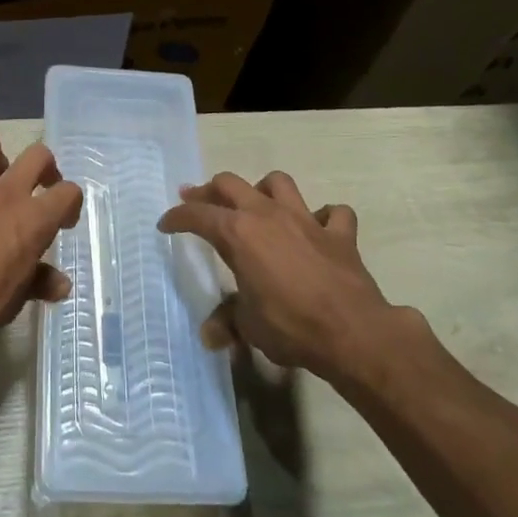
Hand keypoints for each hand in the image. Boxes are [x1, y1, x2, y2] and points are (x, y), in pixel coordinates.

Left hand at [0, 133, 82, 362]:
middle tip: (38, 188)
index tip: (63, 222)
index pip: (68, 192)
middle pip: (37, 154)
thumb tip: (60, 283)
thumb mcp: (14, 302)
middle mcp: (4, 193)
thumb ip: (39, 283)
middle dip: (44, 167)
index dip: (70, 205)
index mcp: (31, 219)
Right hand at [158, 170, 410, 383]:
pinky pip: (333, 213)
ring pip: (278, 182)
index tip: (165, 224)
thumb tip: (210, 334)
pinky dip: (325, 217)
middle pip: (230, 184)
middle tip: (196, 198)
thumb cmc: (290, 326)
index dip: (177, 217)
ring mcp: (306, 219)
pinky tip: (319, 228)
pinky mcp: (339, 234)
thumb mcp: (249, 326)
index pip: (197, 216)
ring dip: (263, 189)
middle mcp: (267, 215)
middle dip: (209, 189)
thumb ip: (228, 321)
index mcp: (238, 233)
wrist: (352, 331)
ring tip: (258, 203)